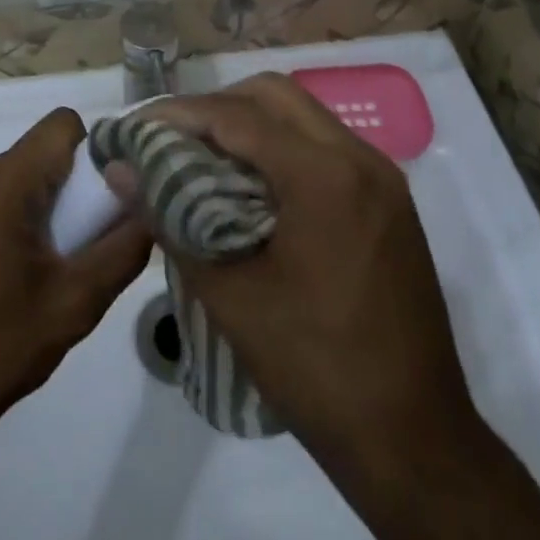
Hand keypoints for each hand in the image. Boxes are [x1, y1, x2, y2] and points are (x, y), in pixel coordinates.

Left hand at [0, 109, 153, 439]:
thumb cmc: (1, 347)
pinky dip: (14, 210)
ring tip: (47, 261)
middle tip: (79, 243)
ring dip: (42, 200)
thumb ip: (124, 249)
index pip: (62, 126)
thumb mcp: (77, 302)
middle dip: (69, 185)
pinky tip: (13, 266)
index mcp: (0, 182)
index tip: (104, 200)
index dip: (94, 152)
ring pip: (18, 170)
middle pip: (40, 150)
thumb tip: (153, 208)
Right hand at [129, 75, 476, 465]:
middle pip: (273, 94)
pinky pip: (324, 143)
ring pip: (302, 113)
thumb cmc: (317, 371)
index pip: (237, 115)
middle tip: (173, 138)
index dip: (179, 113)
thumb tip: (121, 171)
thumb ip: (171, 221)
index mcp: (324, 176)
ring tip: (204, 156)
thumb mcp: (230, 296)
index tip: (136, 127)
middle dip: (216, 107)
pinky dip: (281, 145)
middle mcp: (359, 158)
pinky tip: (253, 184)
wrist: (418, 445)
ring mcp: (382, 177)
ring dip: (249, 122)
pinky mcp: (389, 199)